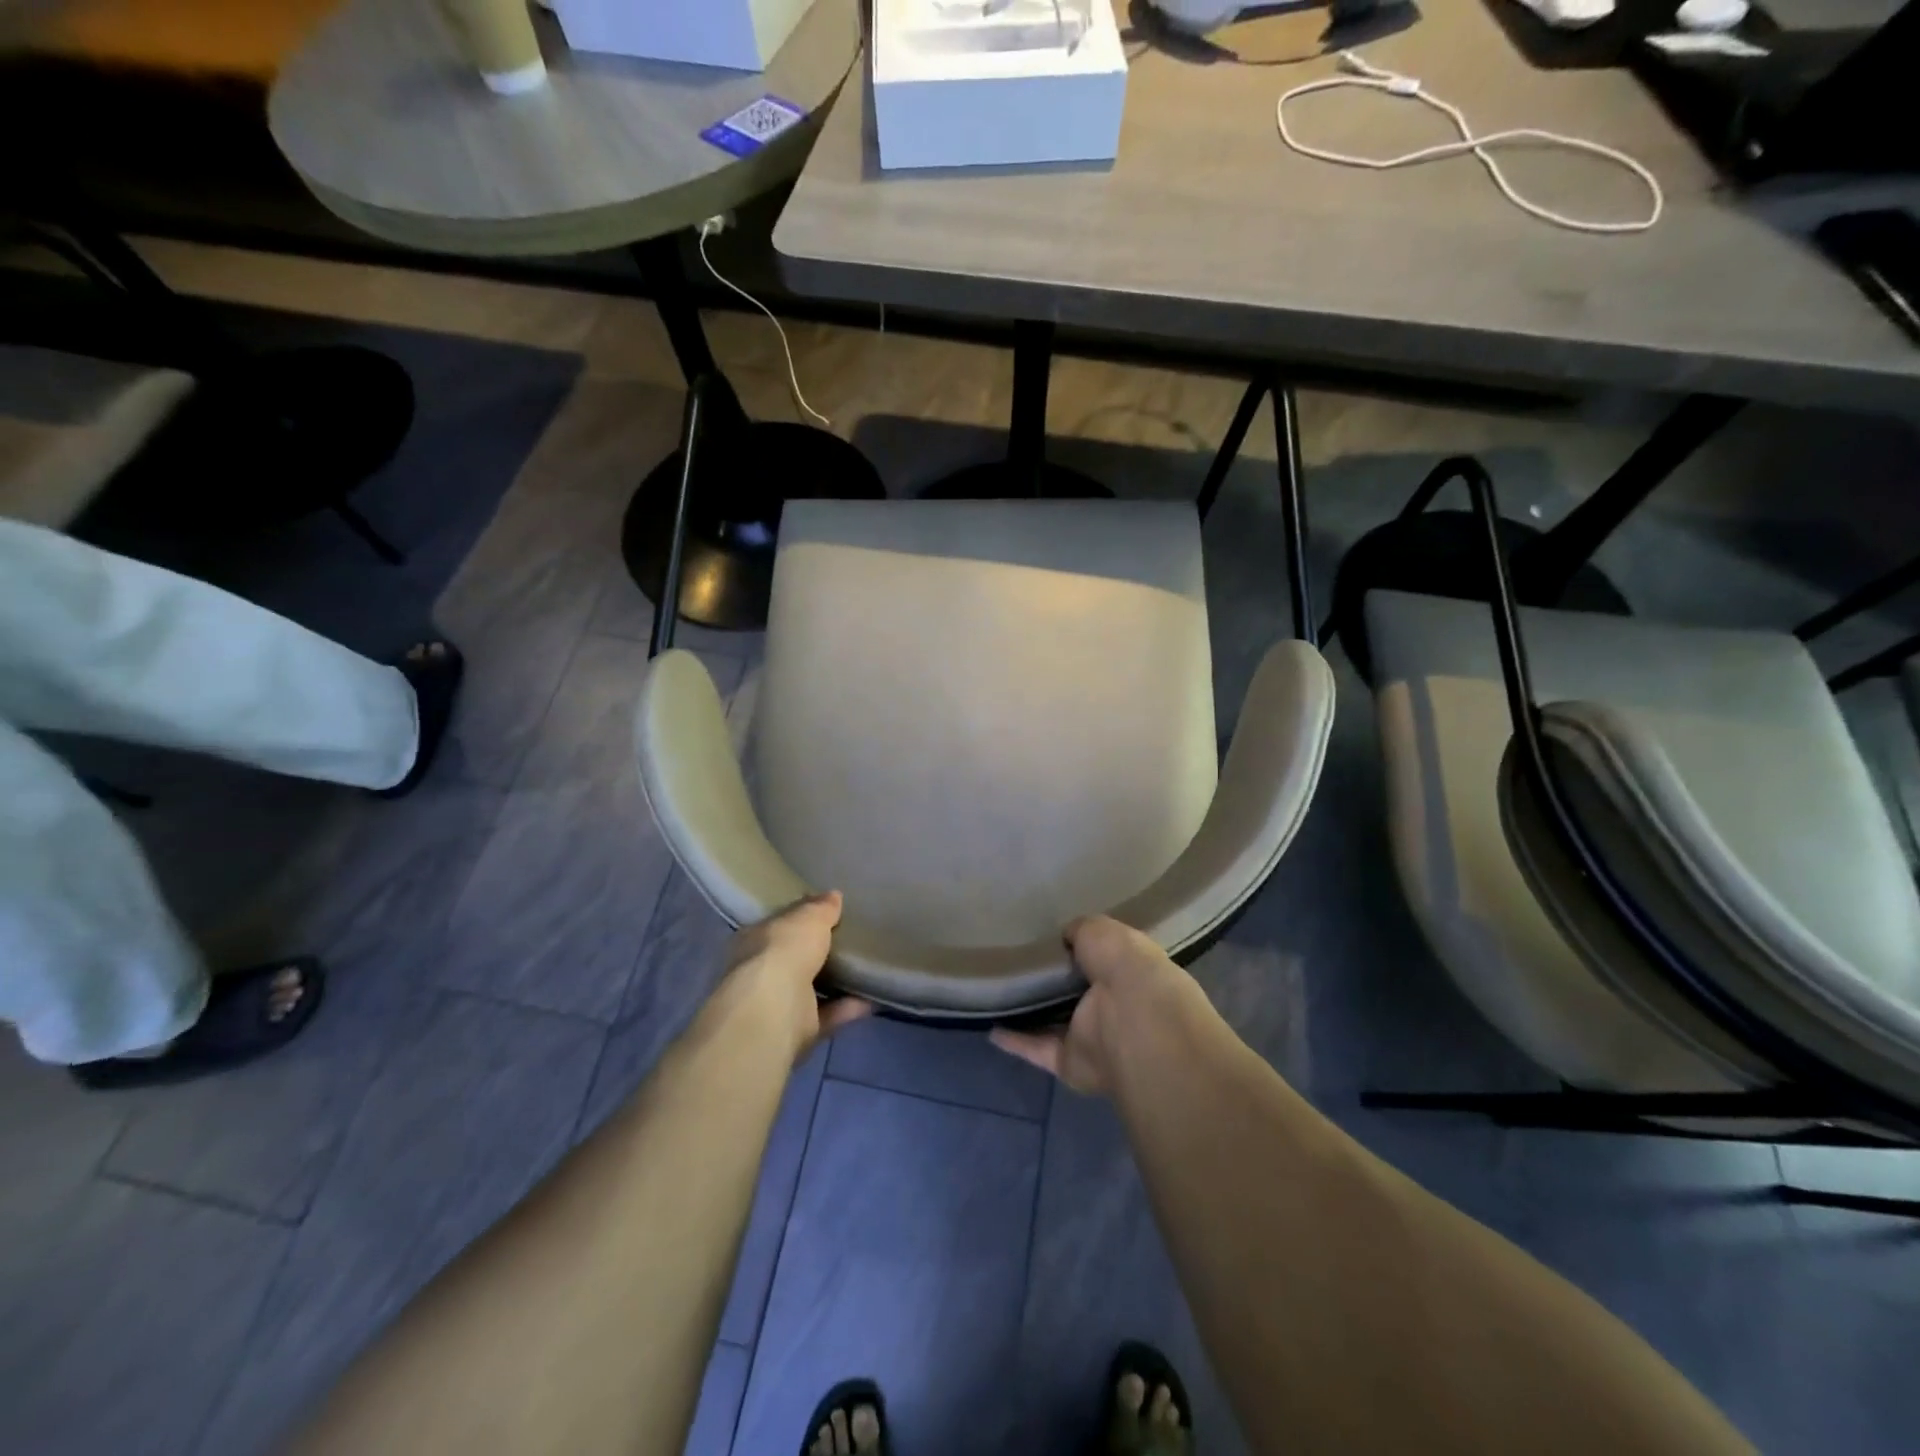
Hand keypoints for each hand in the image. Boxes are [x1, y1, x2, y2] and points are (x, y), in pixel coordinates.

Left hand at [721, 891, 871, 1060]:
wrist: (774, 1009)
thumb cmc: (783, 951)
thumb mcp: (808, 917)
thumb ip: (821, 908)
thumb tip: (833, 895)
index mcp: (754, 940)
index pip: (777, 925)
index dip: (798, 918)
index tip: (824, 912)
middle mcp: (760, 972)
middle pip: (792, 958)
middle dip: (815, 951)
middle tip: (848, 939)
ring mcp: (777, 1004)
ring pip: (809, 989)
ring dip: (834, 982)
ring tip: (864, 968)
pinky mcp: (797, 1030)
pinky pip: (828, 1014)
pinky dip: (848, 1007)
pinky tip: (873, 997)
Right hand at [991, 916, 1199, 1096]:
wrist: (1131, 1019)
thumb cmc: (1123, 965)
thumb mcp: (1100, 929)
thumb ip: (1080, 931)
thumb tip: (1066, 936)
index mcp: (1124, 971)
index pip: (1097, 960)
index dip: (1074, 951)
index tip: (1045, 939)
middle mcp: (1109, 1006)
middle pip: (1072, 994)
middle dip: (1049, 983)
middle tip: (1012, 964)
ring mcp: (1090, 1037)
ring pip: (1053, 1024)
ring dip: (1029, 1014)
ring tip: (995, 996)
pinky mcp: (1069, 1062)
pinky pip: (1036, 1049)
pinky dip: (1015, 1041)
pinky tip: (990, 1026)